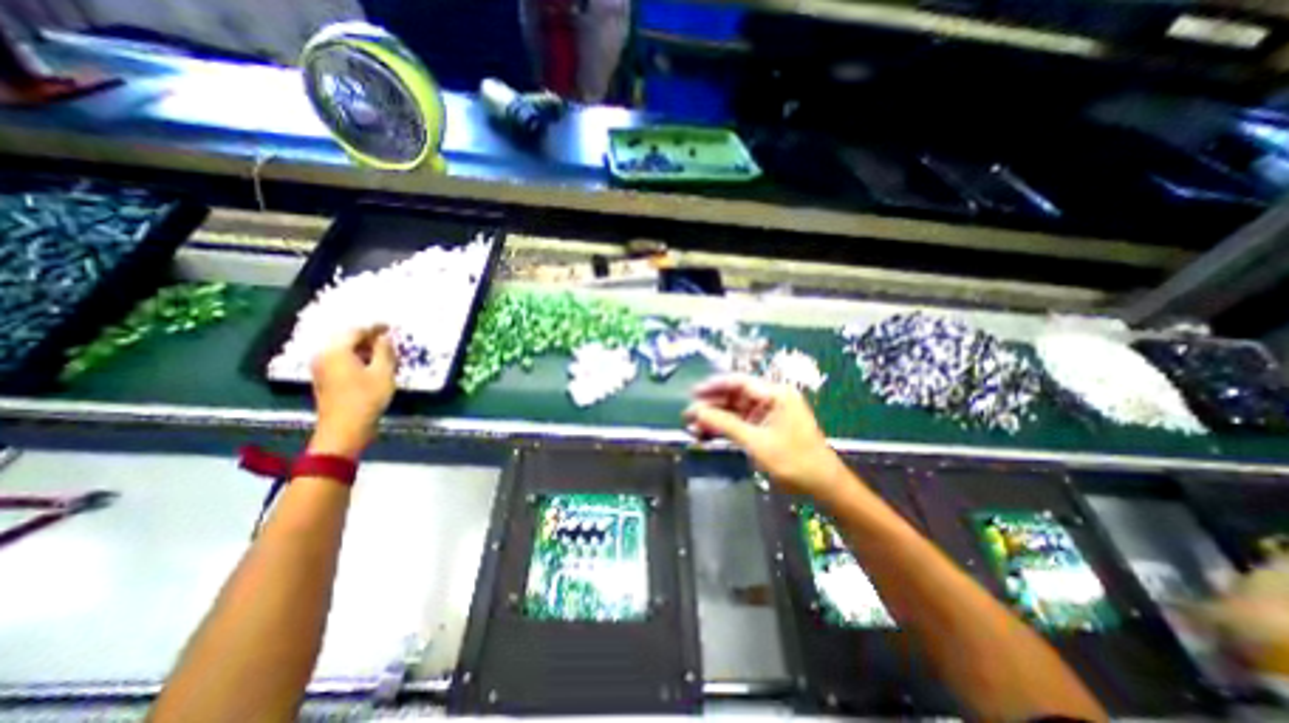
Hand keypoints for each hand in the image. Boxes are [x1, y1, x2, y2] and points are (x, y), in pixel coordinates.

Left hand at [307, 325, 395, 457]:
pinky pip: (341, 360)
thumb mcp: (383, 373)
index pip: (356, 331)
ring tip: (384, 352)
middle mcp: (324, 355)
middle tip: (389, 339)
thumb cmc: (366, 399)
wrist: (344, 429)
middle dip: (369, 337)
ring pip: (344, 350)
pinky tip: (371, 365)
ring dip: (364, 349)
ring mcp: (321, 368)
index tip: (392, 326)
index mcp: (336, 351)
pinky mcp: (324, 379)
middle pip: (347, 339)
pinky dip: (357, 358)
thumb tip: (385, 337)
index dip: (375, 327)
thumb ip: (384, 351)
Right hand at [677, 373, 853, 496]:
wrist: (823, 487)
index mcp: (775, 394)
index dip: (713, 386)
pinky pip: (740, 423)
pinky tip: (707, 435)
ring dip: (715, 419)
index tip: (692, 393)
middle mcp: (771, 399)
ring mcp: (769, 414)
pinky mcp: (766, 428)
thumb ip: (725, 424)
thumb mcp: (757, 442)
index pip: (739, 382)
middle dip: (711, 405)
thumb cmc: (794, 461)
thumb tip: (696, 412)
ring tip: (692, 428)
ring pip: (735, 411)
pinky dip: (725, 429)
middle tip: (687, 415)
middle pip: (734, 396)